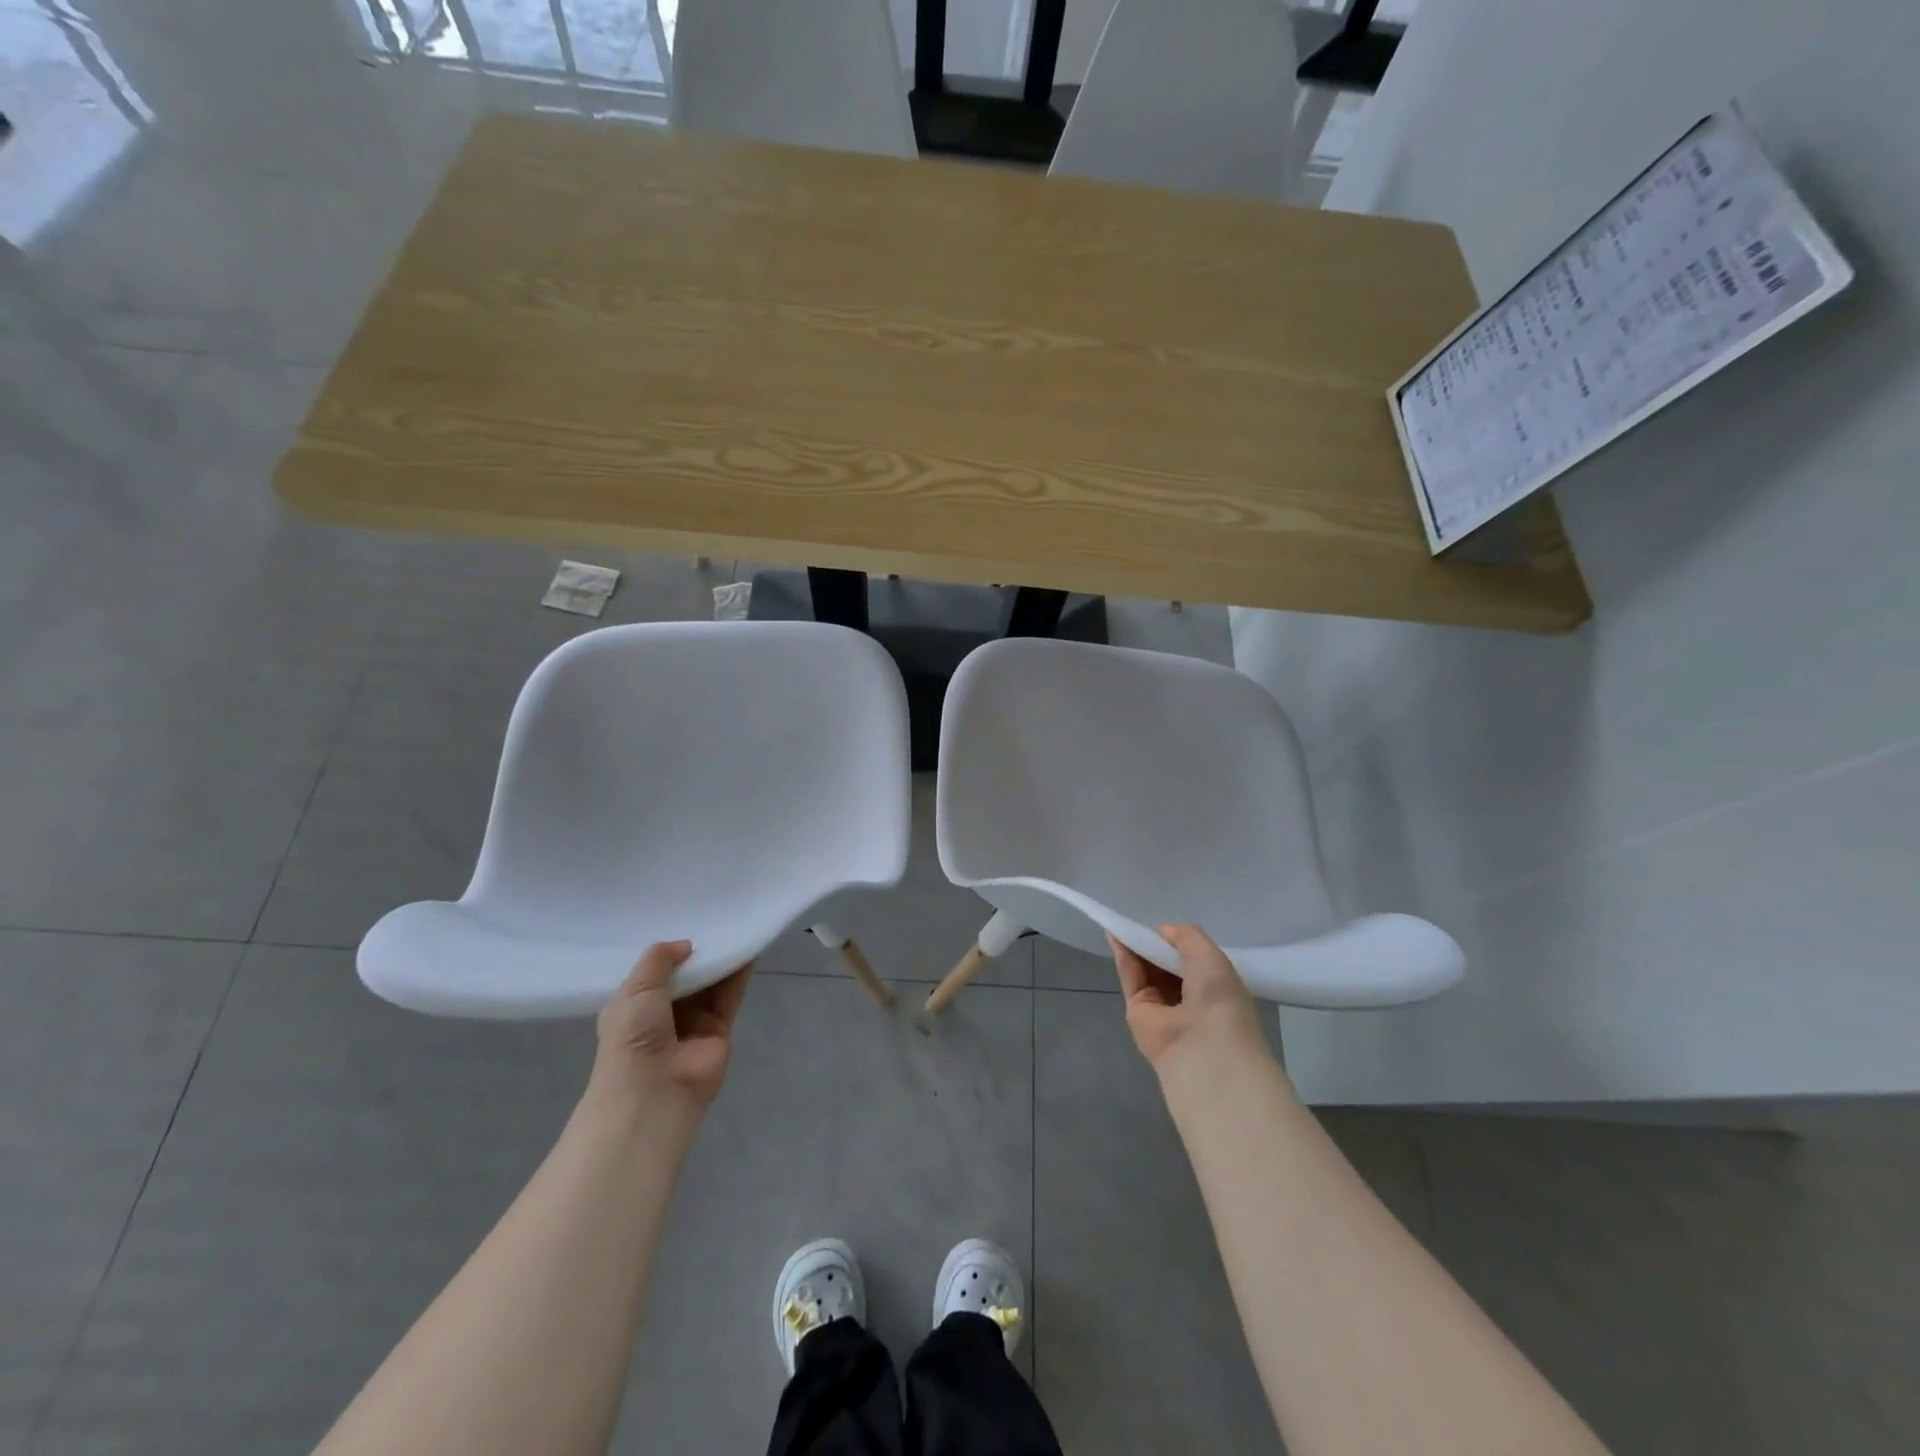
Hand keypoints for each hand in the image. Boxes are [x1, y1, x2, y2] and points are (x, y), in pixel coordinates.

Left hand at [589, 941, 751, 1117]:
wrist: (655, 1090)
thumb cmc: (633, 1036)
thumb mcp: (636, 988)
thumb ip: (659, 959)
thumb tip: (686, 945)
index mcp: (635, 1006)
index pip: (654, 974)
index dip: (669, 952)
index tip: (684, 924)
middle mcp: (664, 1014)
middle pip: (687, 976)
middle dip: (698, 954)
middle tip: (714, 920)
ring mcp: (693, 1022)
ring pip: (711, 984)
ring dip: (721, 960)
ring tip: (735, 929)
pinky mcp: (720, 1029)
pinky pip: (730, 995)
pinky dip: (739, 974)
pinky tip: (747, 949)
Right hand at [1109, 924, 1266, 1073]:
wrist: (1203, 1049)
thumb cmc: (1218, 999)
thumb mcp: (1211, 956)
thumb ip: (1187, 936)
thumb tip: (1162, 930)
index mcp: (1214, 989)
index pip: (1192, 962)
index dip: (1178, 944)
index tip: (1165, 928)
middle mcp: (1188, 999)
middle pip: (1165, 965)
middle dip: (1155, 945)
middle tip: (1140, 921)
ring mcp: (1162, 1007)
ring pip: (1146, 970)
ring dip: (1136, 947)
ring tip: (1123, 922)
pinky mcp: (1137, 1012)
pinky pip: (1130, 978)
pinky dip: (1123, 956)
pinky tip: (1116, 935)